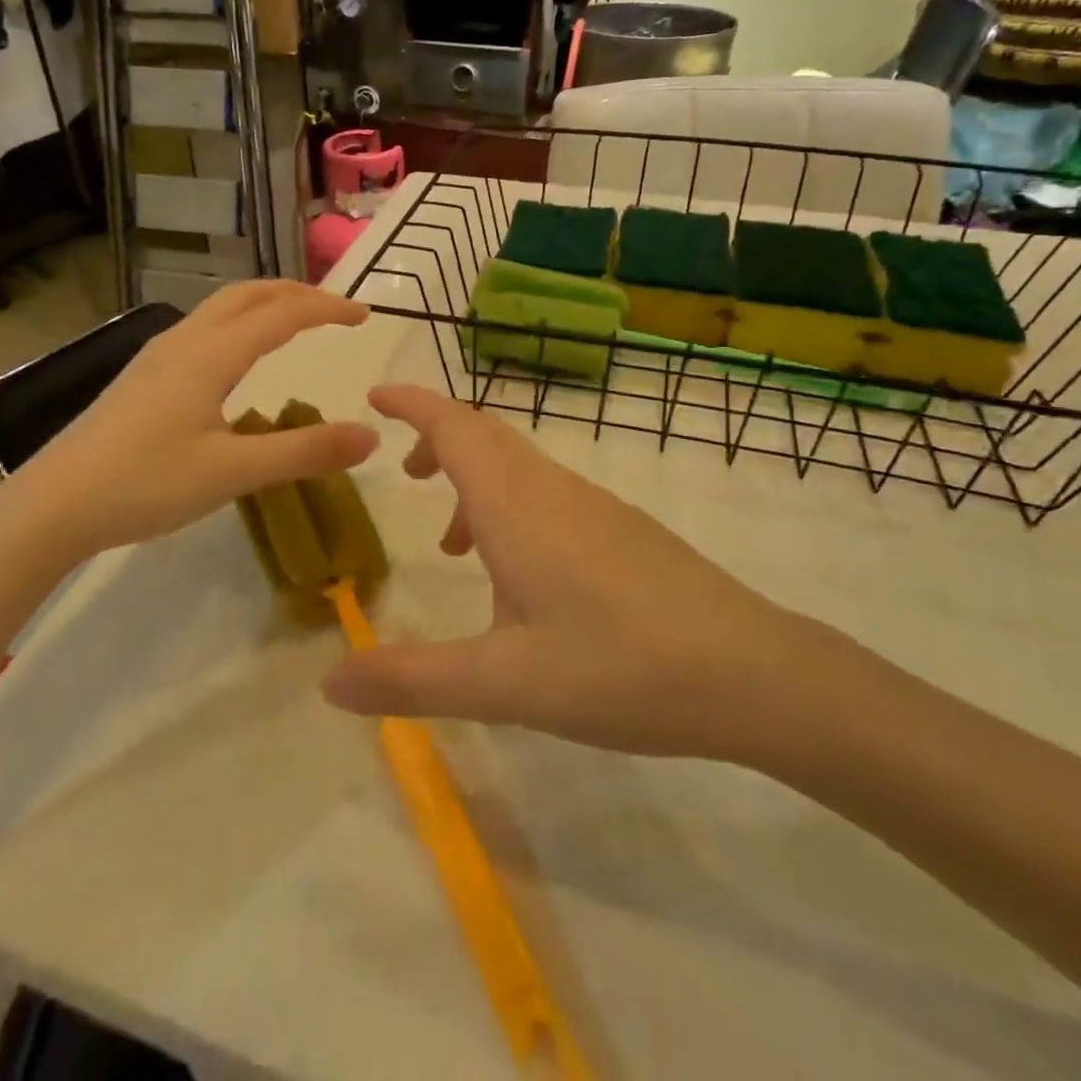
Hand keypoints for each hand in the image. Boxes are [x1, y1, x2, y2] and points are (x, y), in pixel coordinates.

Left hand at [3, 283, 378, 560]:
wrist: (52, 505)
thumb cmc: (145, 484)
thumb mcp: (233, 472)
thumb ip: (304, 452)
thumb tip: (370, 436)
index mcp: (210, 355)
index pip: (281, 314)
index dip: (326, 309)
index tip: (364, 315)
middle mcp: (184, 342)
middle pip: (247, 295)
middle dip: (295, 293)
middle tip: (334, 308)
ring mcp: (157, 357)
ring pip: (220, 309)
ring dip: (264, 304)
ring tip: (294, 321)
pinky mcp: (142, 377)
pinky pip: (202, 329)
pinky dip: (238, 324)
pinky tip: (237, 359)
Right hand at [323, 385, 812, 761]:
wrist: (752, 673)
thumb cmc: (619, 667)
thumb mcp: (504, 684)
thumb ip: (413, 679)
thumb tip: (328, 681)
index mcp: (517, 505)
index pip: (454, 426)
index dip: (413, 404)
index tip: (376, 396)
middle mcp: (554, 490)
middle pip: (486, 436)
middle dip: (438, 439)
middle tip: (404, 472)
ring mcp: (596, 507)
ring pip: (519, 467)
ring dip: (476, 481)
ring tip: (453, 543)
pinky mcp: (624, 531)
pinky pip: (549, 495)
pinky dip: (512, 509)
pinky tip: (521, 578)